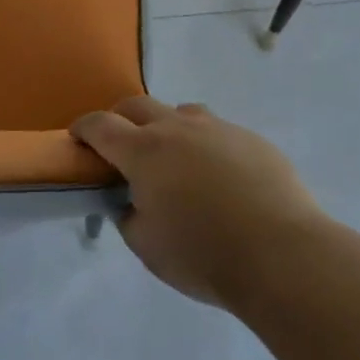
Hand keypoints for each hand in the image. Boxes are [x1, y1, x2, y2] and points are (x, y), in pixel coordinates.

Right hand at [71, 96, 325, 307]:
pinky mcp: (251, 139)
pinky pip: (218, 132)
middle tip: (121, 146)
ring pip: (181, 113)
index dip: (83, 128)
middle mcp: (177, 128)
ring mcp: (218, 128)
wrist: (283, 254)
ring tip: (174, 160)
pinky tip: (219, 179)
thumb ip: (129, 216)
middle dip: (121, 119)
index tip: (77, 137)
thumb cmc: (204, 254)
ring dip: (167, 127)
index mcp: (144, 151)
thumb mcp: (147, 247)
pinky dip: (206, 146)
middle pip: (138, 105)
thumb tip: (130, 201)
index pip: (100, 125)